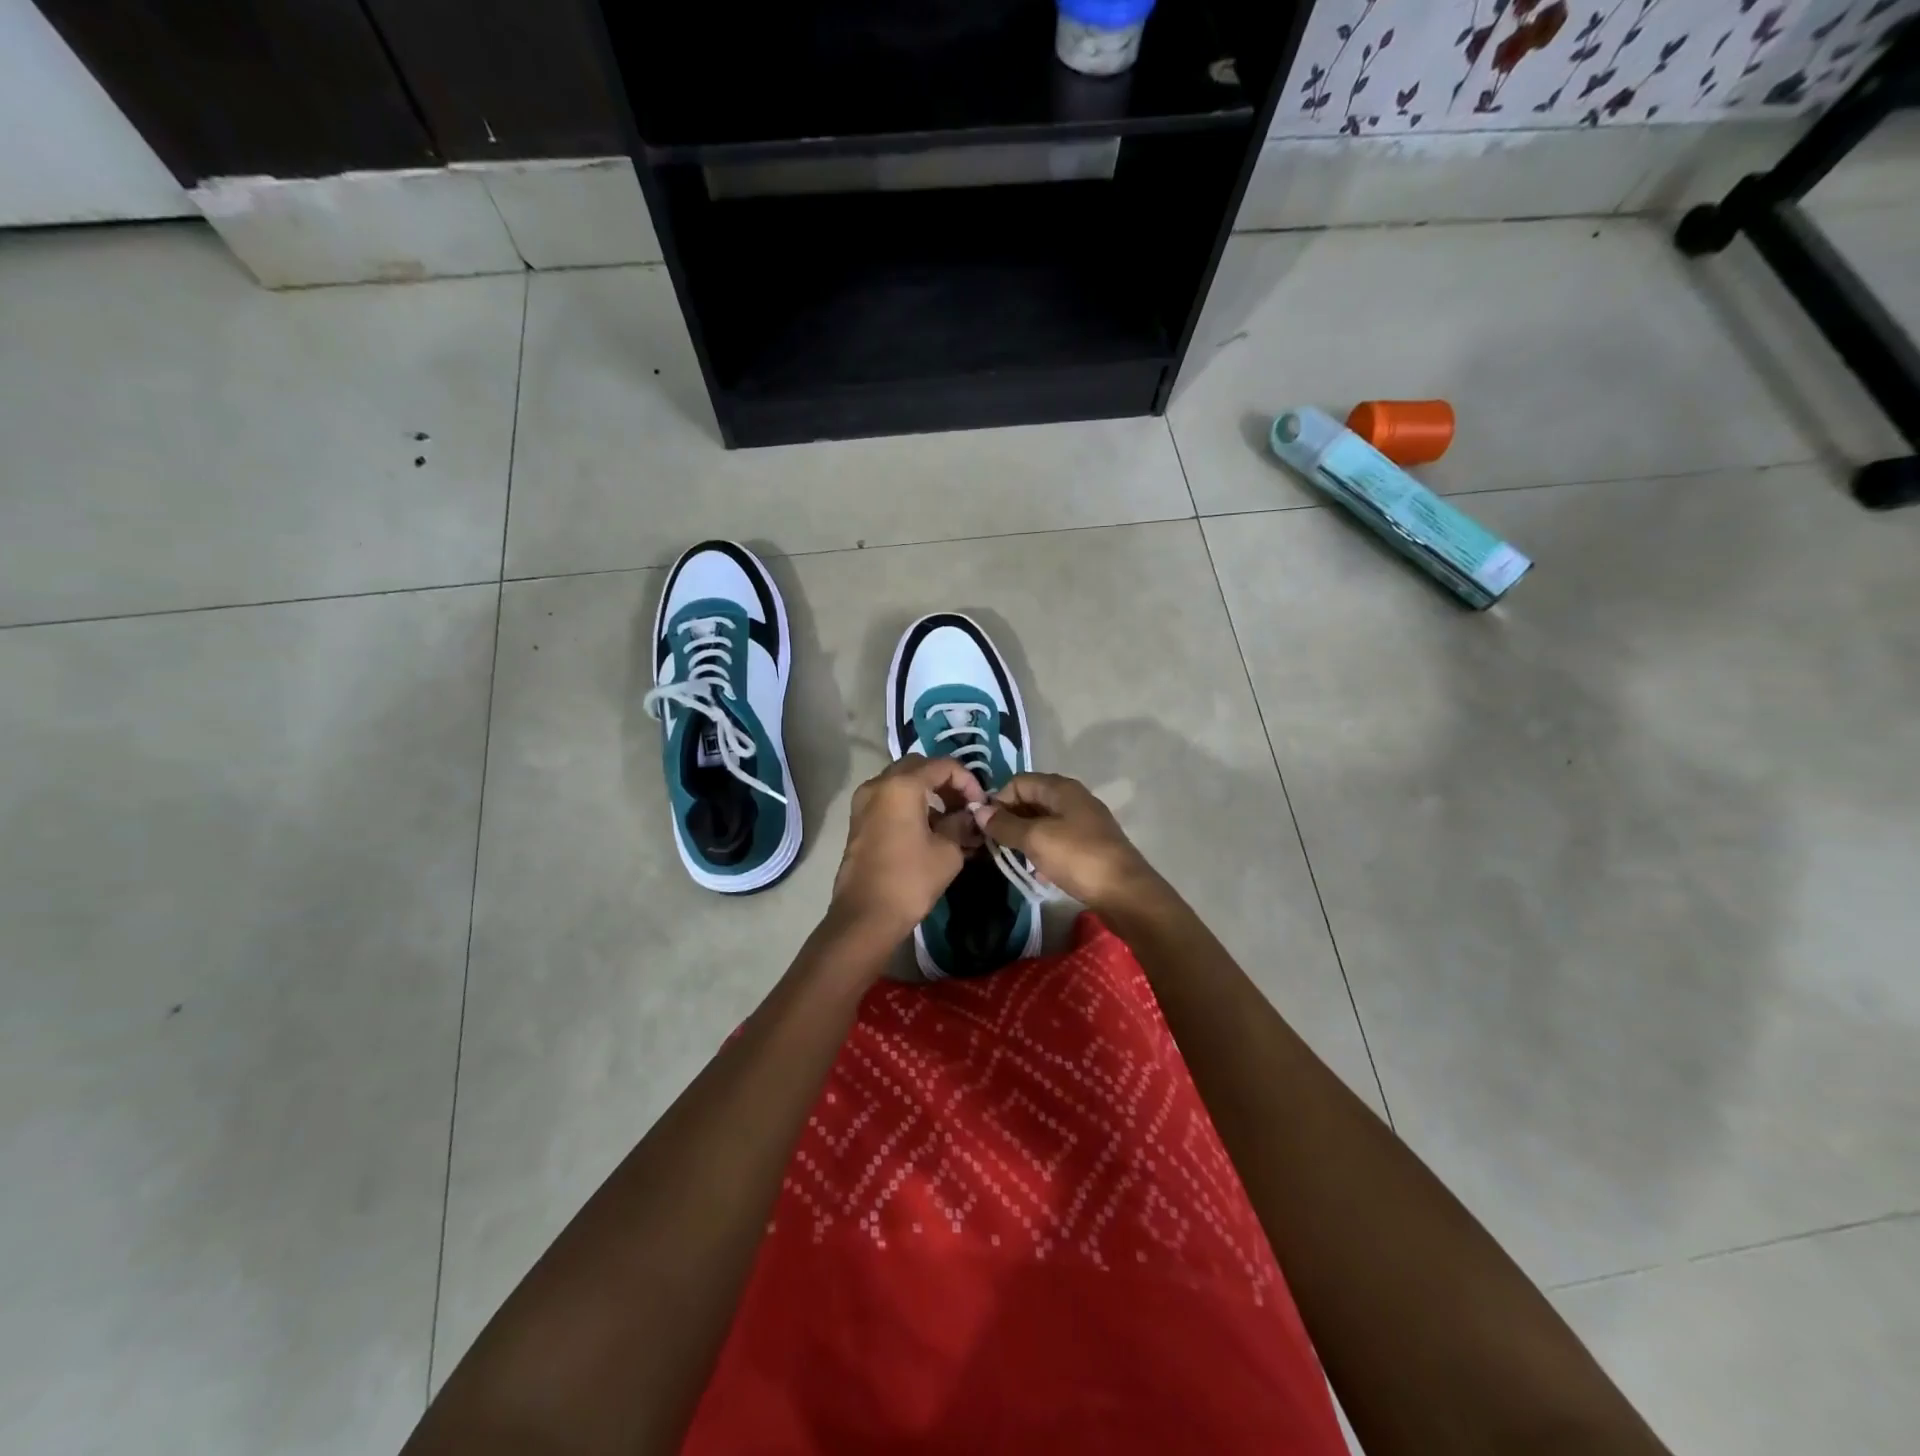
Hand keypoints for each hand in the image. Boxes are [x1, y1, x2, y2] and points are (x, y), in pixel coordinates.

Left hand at [830, 755, 984, 942]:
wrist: (865, 917)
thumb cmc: (910, 880)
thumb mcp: (948, 851)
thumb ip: (961, 824)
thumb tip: (967, 816)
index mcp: (901, 785)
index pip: (943, 765)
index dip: (968, 781)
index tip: (981, 805)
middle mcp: (878, 784)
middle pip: (919, 767)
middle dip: (946, 782)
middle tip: (965, 806)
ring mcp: (864, 802)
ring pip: (902, 782)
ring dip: (928, 793)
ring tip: (951, 820)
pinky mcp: (859, 821)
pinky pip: (889, 799)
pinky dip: (911, 804)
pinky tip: (929, 830)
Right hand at [973, 773, 1159, 911]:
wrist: (1125, 893)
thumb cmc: (1078, 857)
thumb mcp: (1036, 839)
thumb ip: (1005, 825)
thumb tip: (979, 811)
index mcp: (1062, 788)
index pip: (1019, 782)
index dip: (999, 800)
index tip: (986, 826)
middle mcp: (1074, 798)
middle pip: (1032, 799)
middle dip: (1010, 818)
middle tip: (995, 843)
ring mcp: (1084, 822)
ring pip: (1044, 821)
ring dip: (1025, 836)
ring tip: (1013, 858)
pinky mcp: (1090, 845)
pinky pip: (1057, 839)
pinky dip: (1043, 850)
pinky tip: (1037, 871)